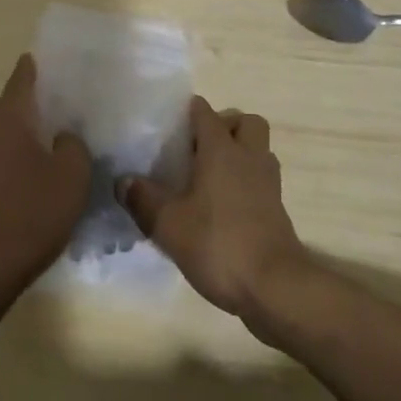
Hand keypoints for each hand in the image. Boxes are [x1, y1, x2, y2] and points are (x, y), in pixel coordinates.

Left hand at [0, 54, 90, 301]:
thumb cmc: (30, 214)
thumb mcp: (71, 176)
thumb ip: (73, 145)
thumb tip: (64, 137)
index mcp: (9, 119)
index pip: (22, 78)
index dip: (35, 67)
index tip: (48, 60)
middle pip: (11, 105)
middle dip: (34, 102)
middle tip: (63, 103)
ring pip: (3, 134)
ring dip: (24, 134)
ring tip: (53, 140)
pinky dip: (15, 158)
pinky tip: (34, 176)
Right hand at [120, 96, 308, 323]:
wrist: (275, 288)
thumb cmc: (219, 244)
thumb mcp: (169, 225)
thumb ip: (143, 200)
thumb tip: (123, 181)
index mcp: (221, 149)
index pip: (205, 112)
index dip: (188, 112)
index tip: (169, 125)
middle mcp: (249, 157)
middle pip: (245, 122)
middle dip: (226, 127)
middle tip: (199, 149)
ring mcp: (268, 183)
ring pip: (258, 150)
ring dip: (240, 155)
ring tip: (211, 177)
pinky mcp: (278, 210)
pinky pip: (262, 180)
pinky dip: (247, 184)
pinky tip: (224, 207)